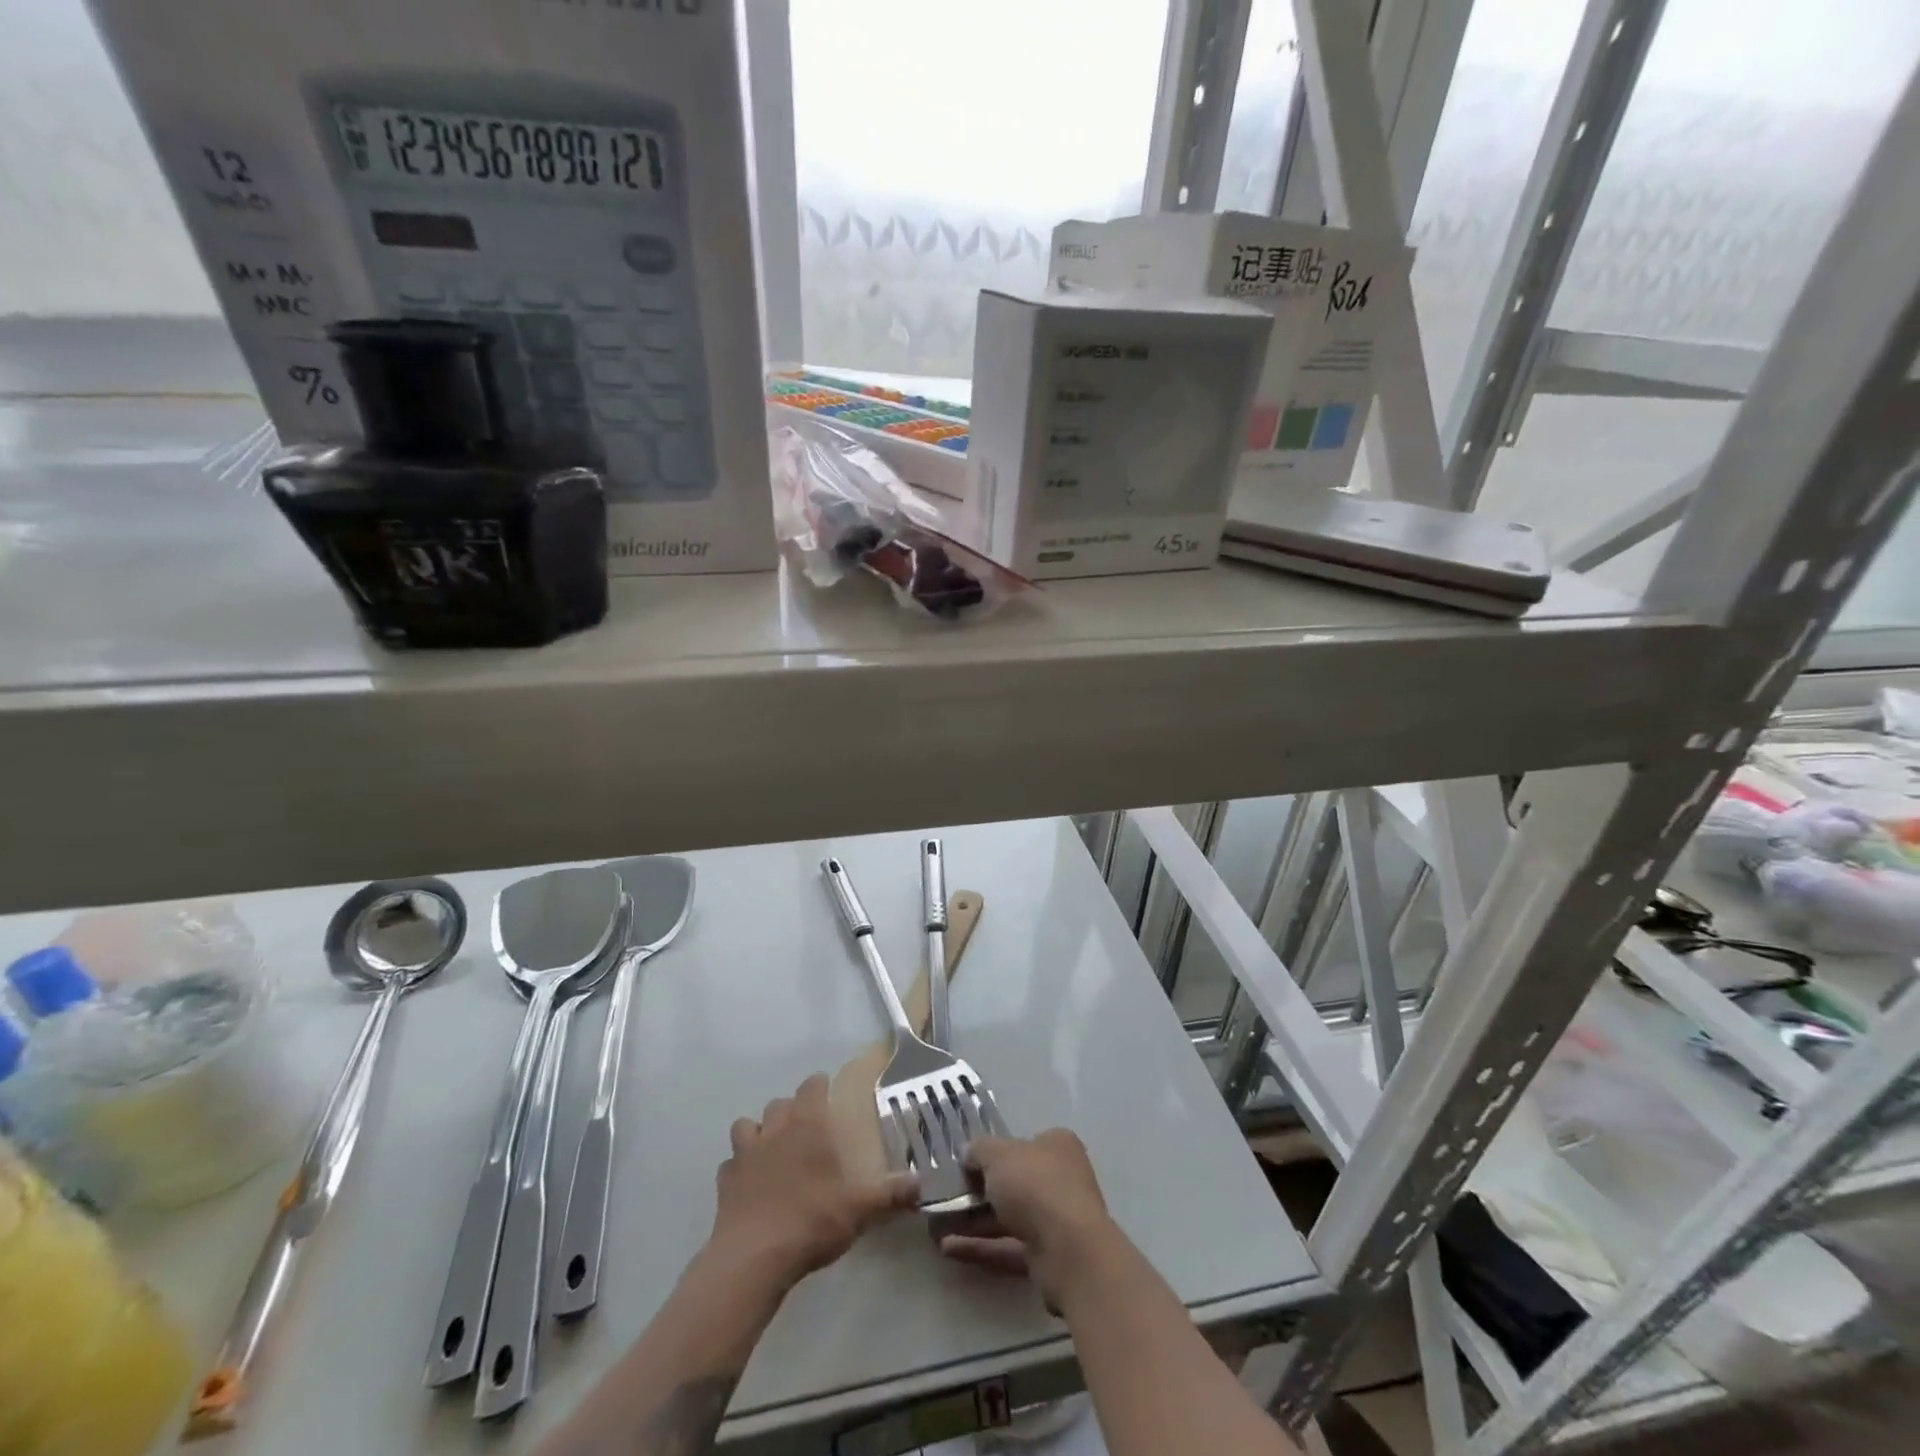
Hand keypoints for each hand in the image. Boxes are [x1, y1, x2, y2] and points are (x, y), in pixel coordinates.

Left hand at [710, 1073, 918, 1286]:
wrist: (753, 1258)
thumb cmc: (811, 1220)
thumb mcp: (859, 1209)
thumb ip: (889, 1194)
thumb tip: (920, 1185)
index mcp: (807, 1124)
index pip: (811, 1086)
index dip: (819, 1086)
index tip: (827, 1093)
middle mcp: (774, 1129)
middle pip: (779, 1103)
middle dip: (790, 1110)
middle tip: (805, 1129)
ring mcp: (745, 1154)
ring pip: (746, 1126)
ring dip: (758, 1133)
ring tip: (772, 1152)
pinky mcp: (724, 1182)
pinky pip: (730, 1165)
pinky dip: (739, 1169)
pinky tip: (750, 1186)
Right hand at [937, 1130, 1120, 1309]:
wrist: (1069, 1251)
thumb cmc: (1035, 1186)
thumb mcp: (998, 1155)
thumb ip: (979, 1150)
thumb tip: (967, 1153)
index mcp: (1057, 1146)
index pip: (1024, 1143)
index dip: (995, 1151)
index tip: (966, 1163)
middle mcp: (1061, 1179)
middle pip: (1015, 1182)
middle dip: (979, 1191)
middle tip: (946, 1196)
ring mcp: (1056, 1220)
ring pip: (1009, 1217)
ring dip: (974, 1222)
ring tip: (936, 1226)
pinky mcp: (1047, 1257)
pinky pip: (1008, 1247)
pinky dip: (980, 1246)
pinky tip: (947, 1248)